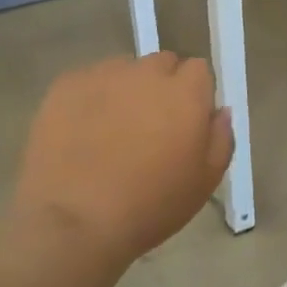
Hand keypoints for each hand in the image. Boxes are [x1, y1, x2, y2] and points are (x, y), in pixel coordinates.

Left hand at [12, 54, 233, 267]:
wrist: (74, 222)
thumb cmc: (150, 206)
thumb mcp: (205, 181)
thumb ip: (221, 138)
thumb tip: (219, 111)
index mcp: (186, 93)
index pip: (199, 70)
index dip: (195, 94)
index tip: (186, 123)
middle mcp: (146, 73)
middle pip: (162, 64)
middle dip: (161, 86)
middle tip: (150, 126)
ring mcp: (103, 75)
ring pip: (124, 71)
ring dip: (126, 90)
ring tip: (112, 130)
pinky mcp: (66, 85)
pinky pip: (88, 81)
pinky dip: (91, 99)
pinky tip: (82, 133)